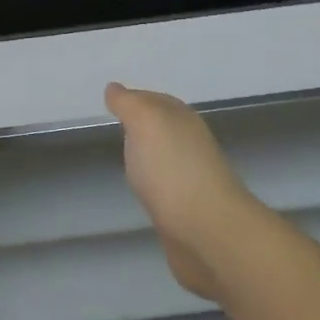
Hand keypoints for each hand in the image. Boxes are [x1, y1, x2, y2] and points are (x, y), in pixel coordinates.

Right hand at [104, 82, 259, 299]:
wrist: (207, 231)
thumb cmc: (172, 169)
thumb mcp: (145, 121)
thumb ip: (129, 104)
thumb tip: (114, 88)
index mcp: (182, 120)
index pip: (156, 100)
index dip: (135, 99)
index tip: (112, 103)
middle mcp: (191, 146)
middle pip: (164, 129)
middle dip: (143, 127)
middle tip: (116, 127)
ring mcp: (192, 180)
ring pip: (166, 159)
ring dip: (149, 157)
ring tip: (125, 158)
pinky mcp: (187, 213)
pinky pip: (166, 189)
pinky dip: (154, 185)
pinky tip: (142, 191)